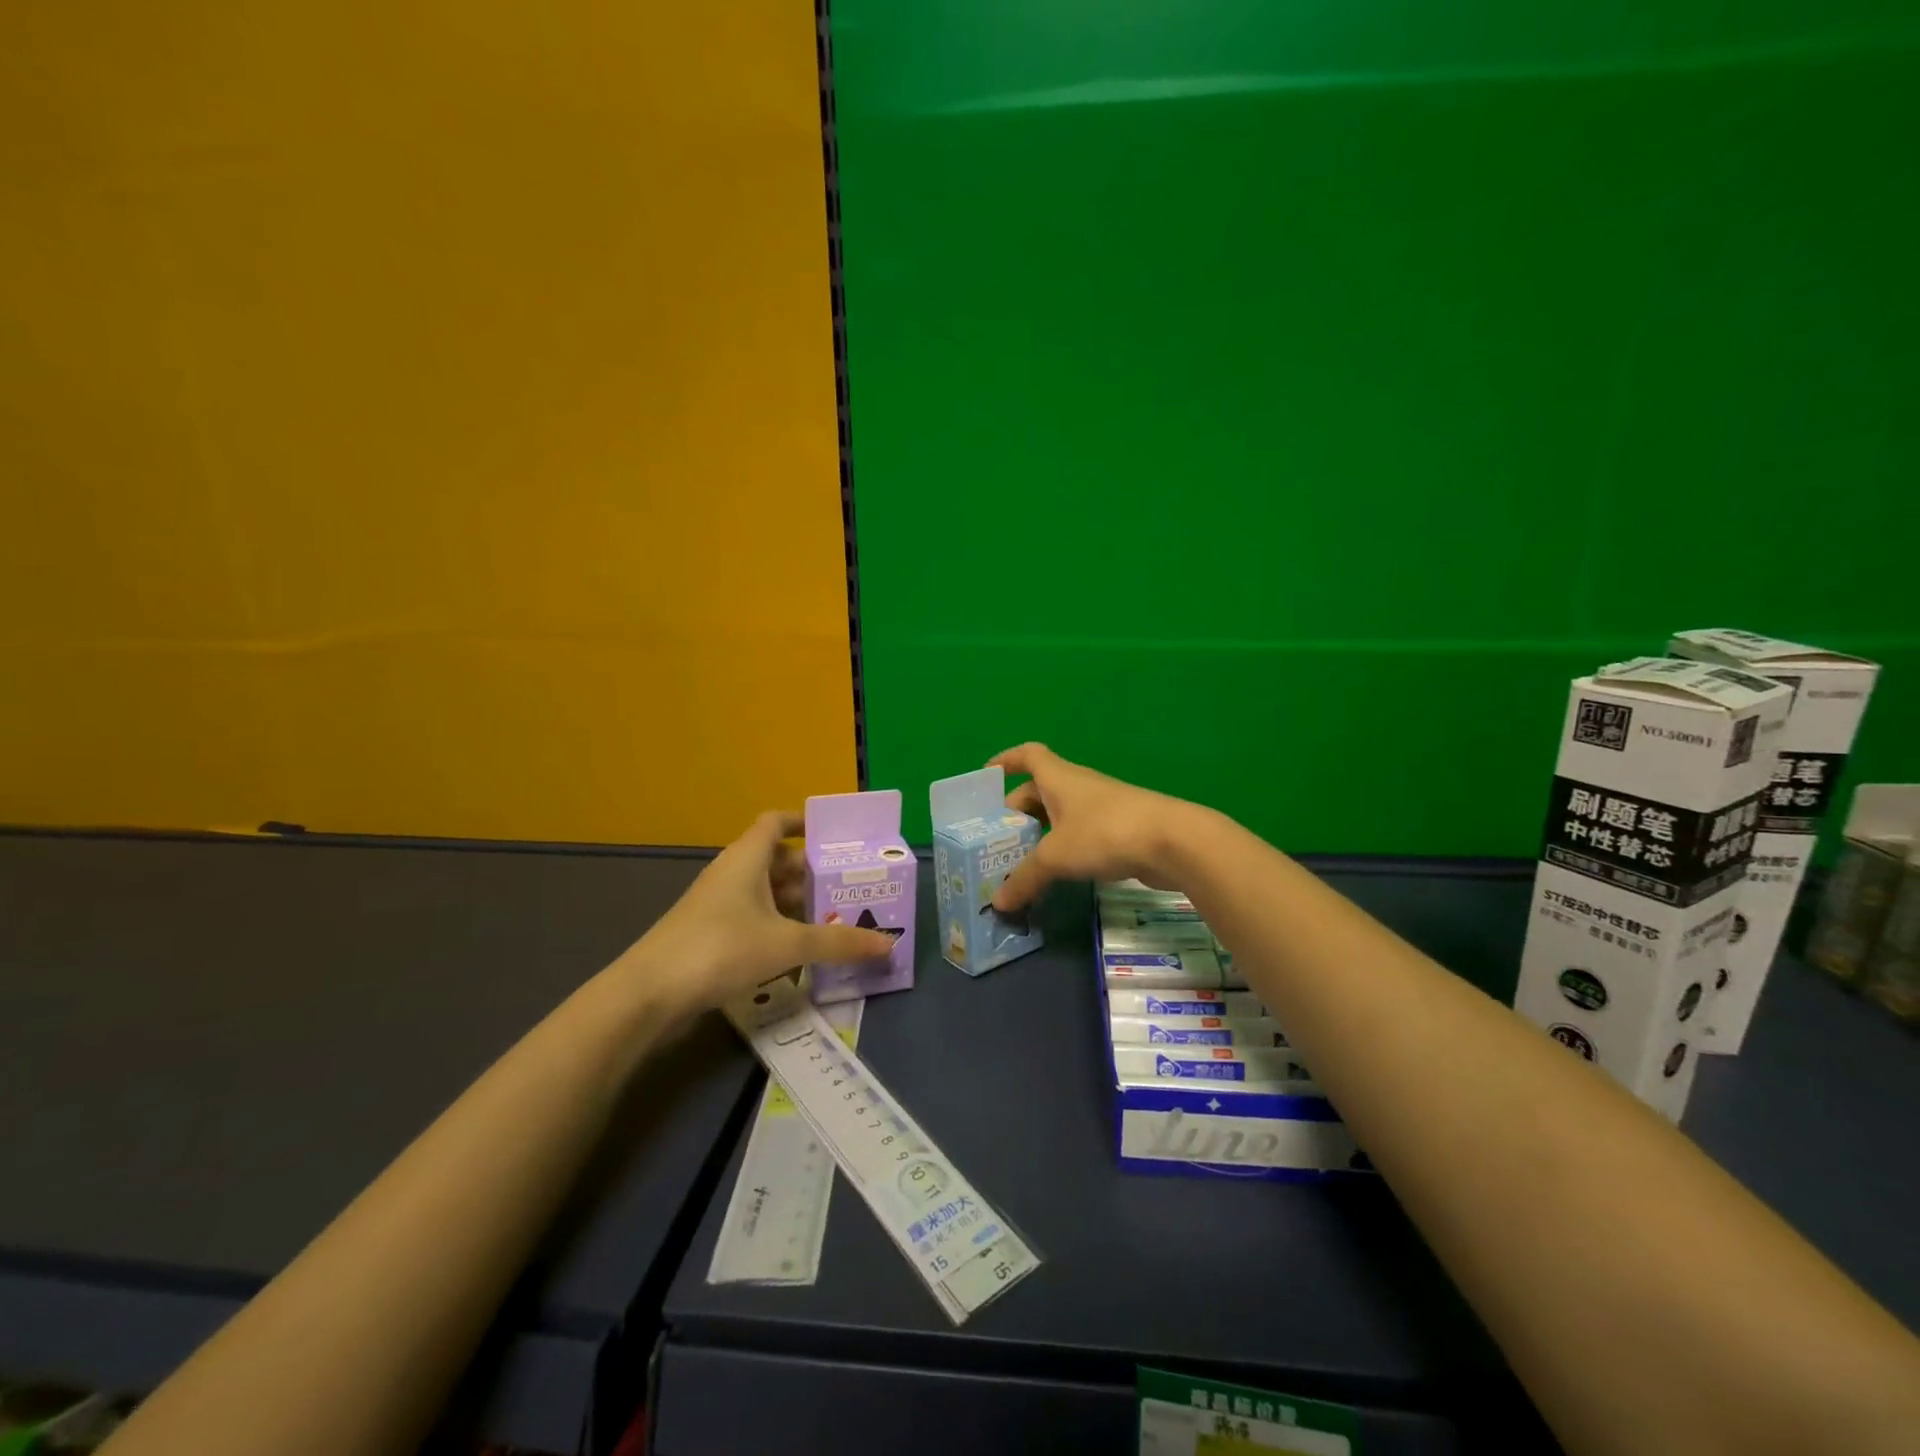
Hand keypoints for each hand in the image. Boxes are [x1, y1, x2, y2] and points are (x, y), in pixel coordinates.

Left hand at [622, 811, 894, 1015]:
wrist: (648, 996)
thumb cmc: (720, 949)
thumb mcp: (786, 944)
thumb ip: (838, 943)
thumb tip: (889, 943)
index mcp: (746, 859)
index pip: (775, 823)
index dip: (804, 822)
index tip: (835, 834)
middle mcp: (732, 875)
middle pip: (778, 861)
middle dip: (813, 872)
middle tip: (852, 885)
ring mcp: (718, 907)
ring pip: (767, 894)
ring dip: (798, 903)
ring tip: (838, 917)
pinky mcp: (710, 936)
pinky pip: (755, 919)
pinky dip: (779, 927)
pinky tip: (802, 949)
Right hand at [989, 743, 1204, 912]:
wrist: (1172, 842)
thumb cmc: (1104, 832)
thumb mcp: (1055, 856)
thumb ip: (1025, 878)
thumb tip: (999, 902)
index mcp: (1059, 778)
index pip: (1028, 755)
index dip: (1006, 760)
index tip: (987, 776)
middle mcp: (1078, 787)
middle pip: (1039, 791)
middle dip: (1017, 812)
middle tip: (997, 841)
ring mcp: (1101, 808)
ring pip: (1060, 816)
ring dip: (1040, 834)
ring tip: (1020, 862)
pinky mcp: (1118, 831)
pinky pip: (1080, 835)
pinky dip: (1064, 850)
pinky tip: (1057, 874)